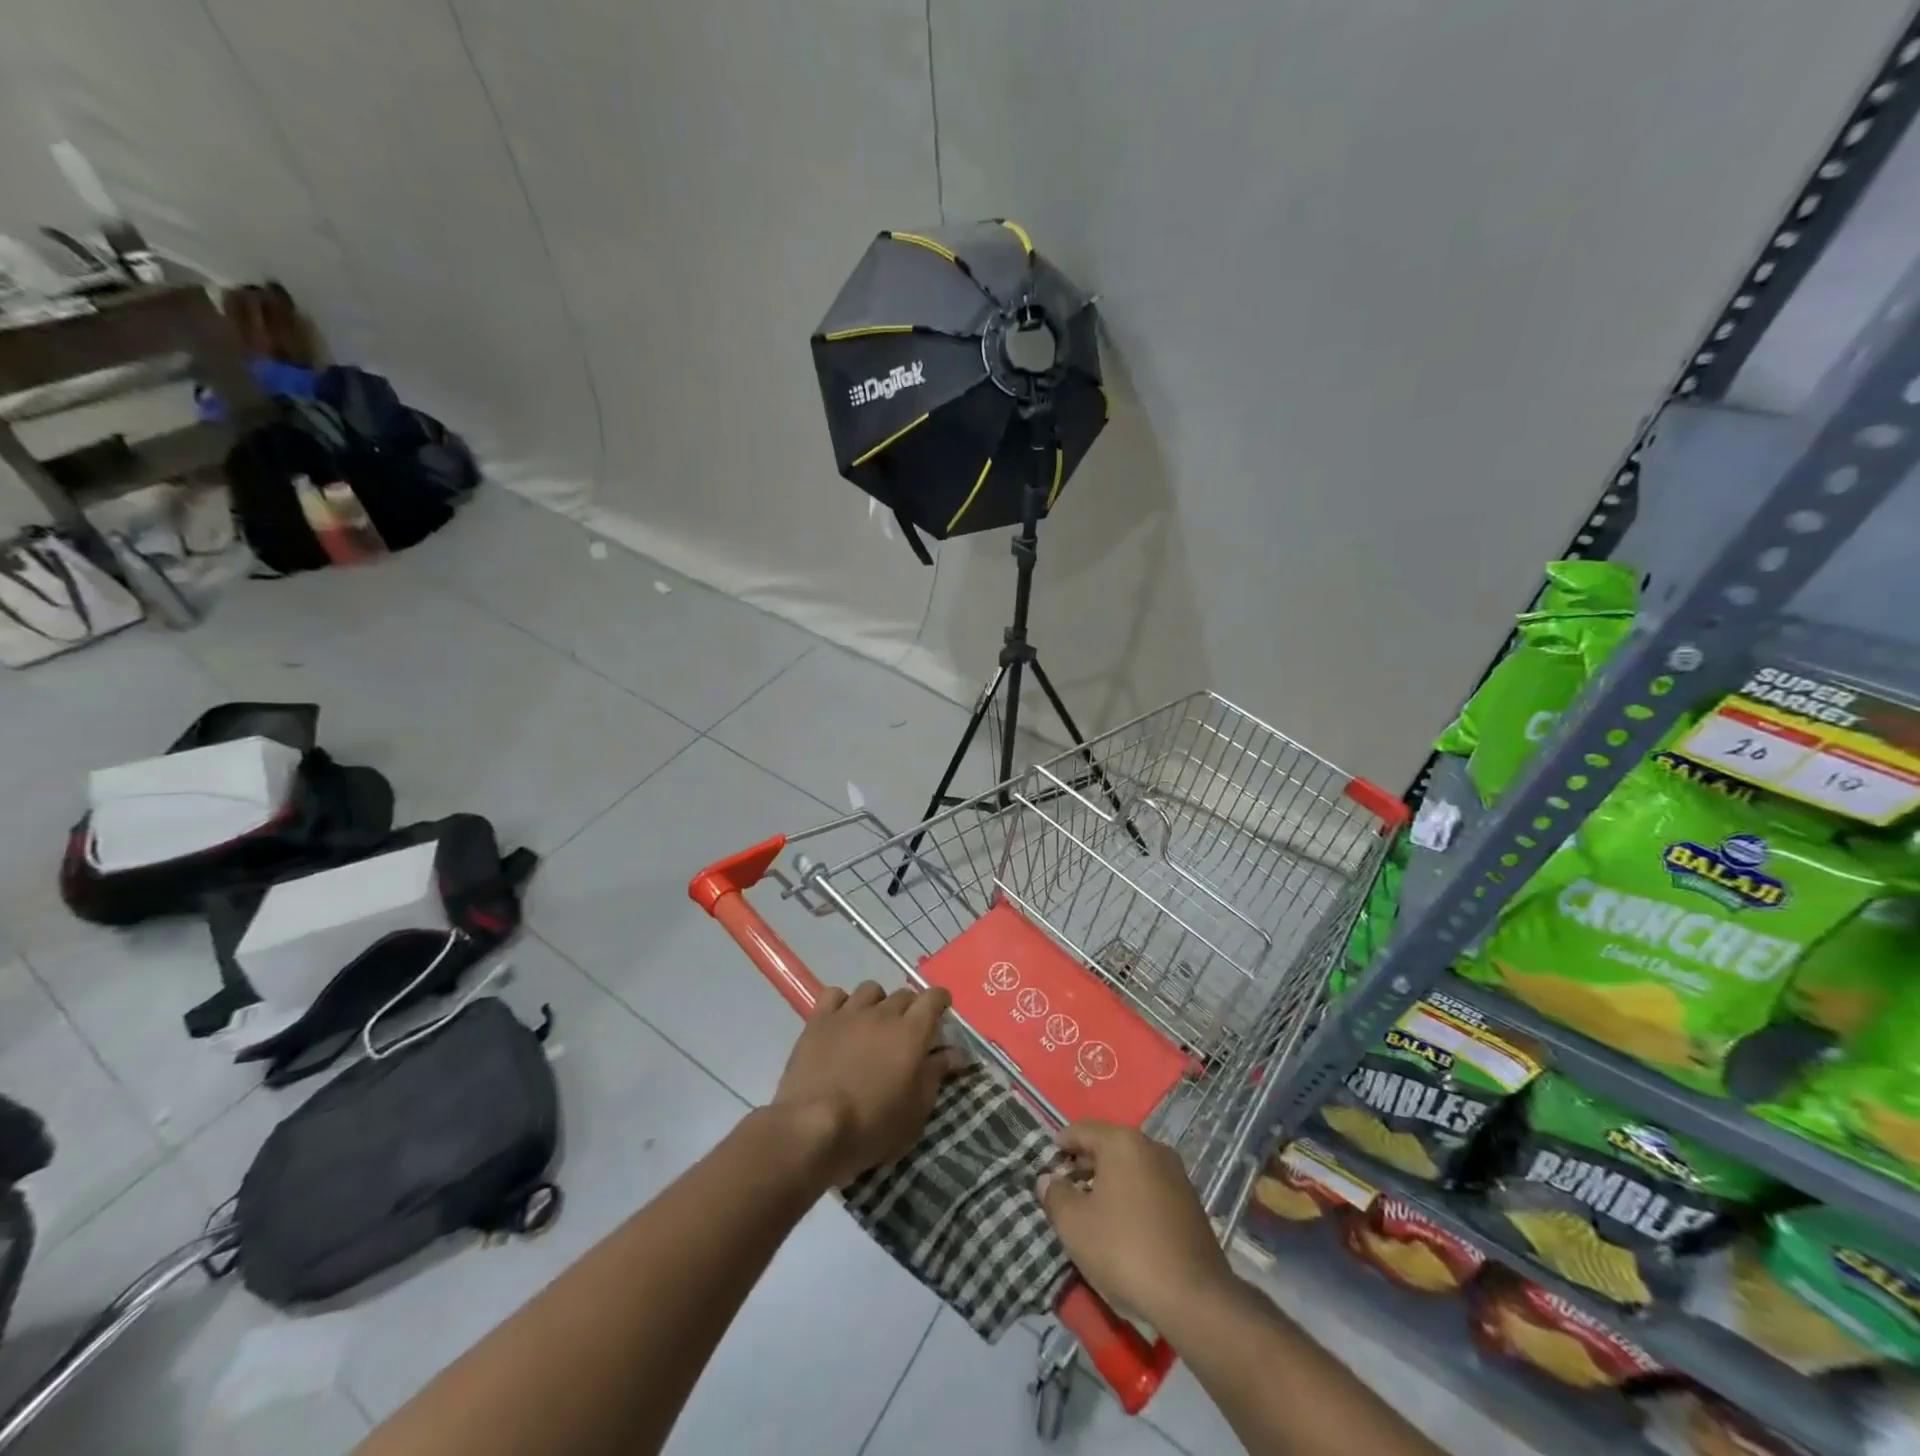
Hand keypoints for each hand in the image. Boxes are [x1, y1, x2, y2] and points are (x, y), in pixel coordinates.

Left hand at [772, 981, 966, 1188]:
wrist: (812, 1127)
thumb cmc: (872, 1126)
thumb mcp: (916, 1110)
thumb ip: (937, 1074)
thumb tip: (956, 1053)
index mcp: (911, 1032)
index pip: (934, 997)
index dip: (940, 1002)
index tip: (941, 1016)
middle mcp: (882, 1012)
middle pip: (904, 994)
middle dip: (911, 1009)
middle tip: (907, 1035)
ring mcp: (848, 1013)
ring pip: (871, 990)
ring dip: (878, 1004)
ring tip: (873, 1026)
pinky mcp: (819, 1020)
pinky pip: (835, 995)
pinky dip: (843, 1003)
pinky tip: (842, 1022)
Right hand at [1037, 1122, 1235, 1328]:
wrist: (1193, 1296)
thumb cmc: (1124, 1249)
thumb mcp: (1074, 1224)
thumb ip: (1055, 1195)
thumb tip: (1048, 1179)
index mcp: (1122, 1142)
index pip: (1083, 1130)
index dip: (1062, 1143)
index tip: (1048, 1160)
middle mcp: (1152, 1147)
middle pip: (1109, 1146)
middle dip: (1085, 1163)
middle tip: (1065, 1186)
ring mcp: (1176, 1174)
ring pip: (1131, 1167)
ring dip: (1109, 1180)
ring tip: (1091, 1208)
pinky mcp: (1191, 1202)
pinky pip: (1150, 1187)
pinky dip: (1132, 1195)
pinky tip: (1123, 1224)